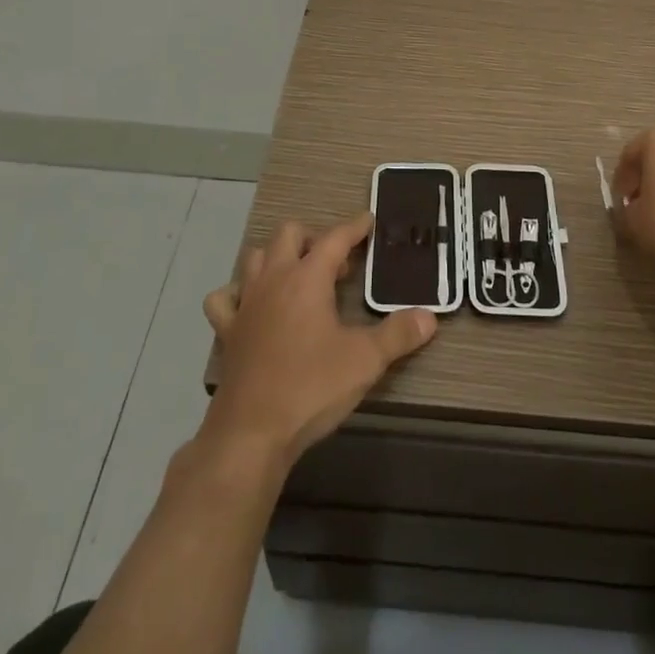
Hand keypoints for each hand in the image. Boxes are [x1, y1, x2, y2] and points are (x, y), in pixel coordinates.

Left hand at [202, 213, 436, 470]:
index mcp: (307, 279)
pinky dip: (237, 293)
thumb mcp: (365, 361)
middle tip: (335, 264)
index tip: (368, 221)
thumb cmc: (311, 387)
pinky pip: (224, 298)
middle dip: (313, 238)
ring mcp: (245, 304)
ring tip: (299, 278)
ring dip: (277, 258)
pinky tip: (253, 306)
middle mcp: (273, 280)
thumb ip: (398, 334)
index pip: (334, 238)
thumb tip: (429, 317)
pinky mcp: (228, 331)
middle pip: (288, 234)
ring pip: (256, 258)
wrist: (252, 433)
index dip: (353, 228)